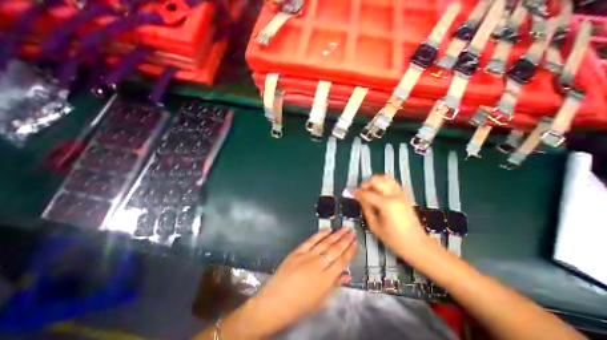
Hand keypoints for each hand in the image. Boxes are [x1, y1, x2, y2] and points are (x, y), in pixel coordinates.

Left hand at [248, 228, 356, 336]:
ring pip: (325, 242)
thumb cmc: (299, 306)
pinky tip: (327, 230)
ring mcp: (307, 256)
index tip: (356, 243)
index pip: (342, 261)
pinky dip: (319, 234)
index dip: (350, 251)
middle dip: (345, 239)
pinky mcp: (297, 251)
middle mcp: (318, 264)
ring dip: (336, 234)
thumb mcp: (321, 300)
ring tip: (344, 228)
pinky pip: (311, 240)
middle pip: (335, 249)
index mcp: (326, 279)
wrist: (275, 302)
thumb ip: (335, 285)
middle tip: (352, 231)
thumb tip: (347, 276)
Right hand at [351, 174, 430, 261]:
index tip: (351, 193)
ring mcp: (401, 194)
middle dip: (366, 184)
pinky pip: (392, 182)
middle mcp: (394, 195)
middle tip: (361, 192)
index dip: (357, 192)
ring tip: (370, 190)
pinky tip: (379, 192)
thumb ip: (366, 208)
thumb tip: (358, 197)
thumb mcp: (374, 225)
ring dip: (375, 181)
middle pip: (377, 180)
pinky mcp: (404, 195)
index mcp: (386, 204)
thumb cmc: (393, 238)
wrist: (416, 244)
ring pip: (386, 178)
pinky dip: (383, 183)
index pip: (367, 193)